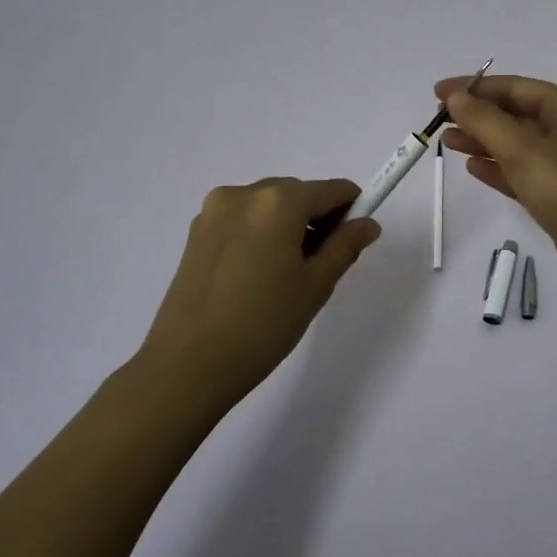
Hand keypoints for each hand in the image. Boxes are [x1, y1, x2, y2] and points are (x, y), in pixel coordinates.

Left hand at [137, 177, 380, 411]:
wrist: (188, 365)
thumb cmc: (263, 325)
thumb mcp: (315, 286)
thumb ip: (345, 246)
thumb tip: (368, 223)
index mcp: (279, 201)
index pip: (332, 190)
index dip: (351, 210)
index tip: (353, 241)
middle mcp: (245, 193)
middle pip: (298, 193)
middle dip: (317, 219)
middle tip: (319, 266)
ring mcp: (215, 210)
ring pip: (269, 206)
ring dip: (287, 226)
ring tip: (284, 275)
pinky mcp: (197, 231)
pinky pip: (243, 219)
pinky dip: (259, 234)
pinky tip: (256, 276)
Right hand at [436, 75, 556, 297]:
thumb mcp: (522, 150)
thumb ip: (484, 120)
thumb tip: (455, 96)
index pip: (516, 87)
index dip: (475, 87)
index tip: (438, 92)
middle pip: (516, 113)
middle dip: (477, 114)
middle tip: (437, 119)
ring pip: (516, 144)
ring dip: (482, 140)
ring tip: (446, 141)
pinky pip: (523, 172)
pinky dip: (498, 168)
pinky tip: (472, 167)